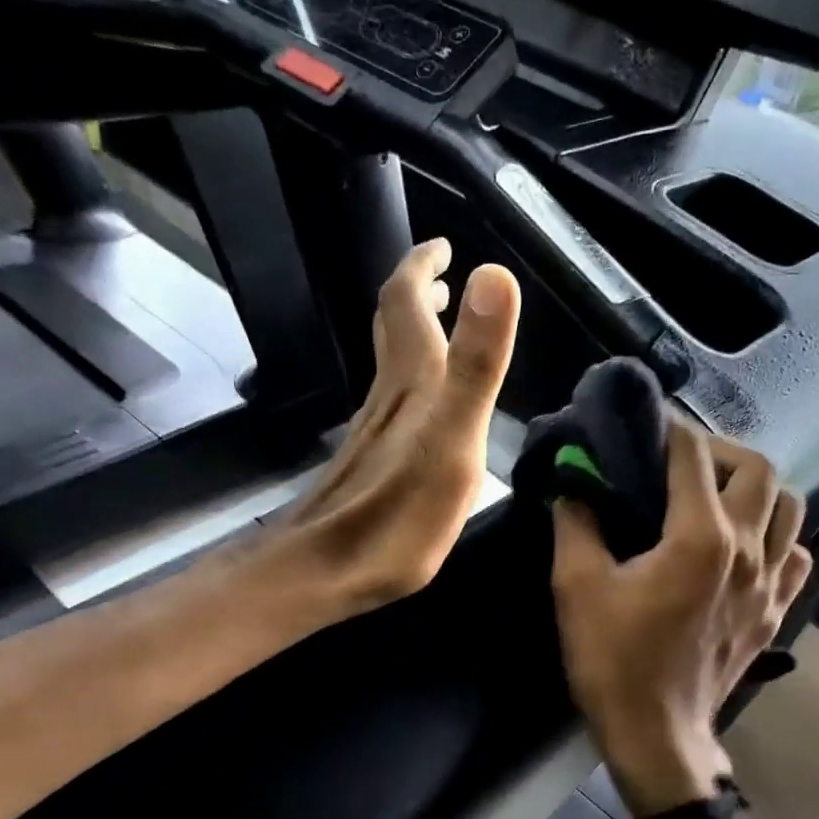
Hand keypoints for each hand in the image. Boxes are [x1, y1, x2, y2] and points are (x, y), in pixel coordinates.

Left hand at [283, 239, 520, 616]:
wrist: (324, 573)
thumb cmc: (397, 517)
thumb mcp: (453, 442)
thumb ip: (477, 365)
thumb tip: (494, 275)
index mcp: (413, 385)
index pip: (407, 303)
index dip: (421, 266)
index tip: (443, 245)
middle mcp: (388, 398)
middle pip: (393, 328)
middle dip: (416, 294)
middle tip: (442, 276)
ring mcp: (374, 431)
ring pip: (390, 365)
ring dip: (413, 335)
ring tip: (438, 325)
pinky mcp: (369, 462)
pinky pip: (390, 402)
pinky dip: (409, 380)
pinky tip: (420, 406)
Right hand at [551, 427, 813, 818]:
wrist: (657, 734)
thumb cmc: (614, 660)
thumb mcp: (577, 587)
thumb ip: (576, 522)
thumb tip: (575, 483)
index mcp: (700, 536)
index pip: (693, 454)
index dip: (668, 429)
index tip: (645, 426)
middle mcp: (749, 549)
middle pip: (759, 468)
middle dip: (719, 451)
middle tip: (680, 463)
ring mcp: (771, 583)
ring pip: (790, 507)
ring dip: (756, 489)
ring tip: (718, 498)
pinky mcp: (776, 612)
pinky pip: (796, 555)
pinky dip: (777, 537)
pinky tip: (745, 549)